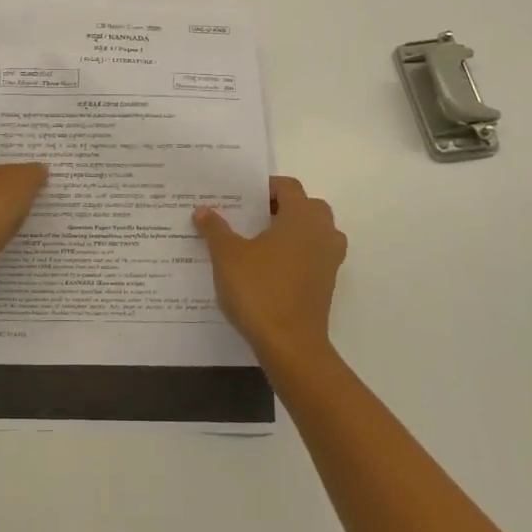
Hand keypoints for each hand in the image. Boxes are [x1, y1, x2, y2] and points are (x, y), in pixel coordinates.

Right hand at [195, 176, 346, 362]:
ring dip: (294, 231)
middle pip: (308, 207)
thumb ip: (215, 229)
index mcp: (301, 218)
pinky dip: (298, 255)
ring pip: (316, 233)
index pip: (290, 187)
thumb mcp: (227, 256)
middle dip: (283, 207)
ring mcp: (329, 261)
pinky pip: (314, 257)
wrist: (290, 345)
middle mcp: (322, 234)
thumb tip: (203, 210)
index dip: (267, 186)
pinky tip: (270, 268)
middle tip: (253, 215)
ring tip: (262, 240)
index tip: (243, 194)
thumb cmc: (259, 290)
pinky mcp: (326, 285)